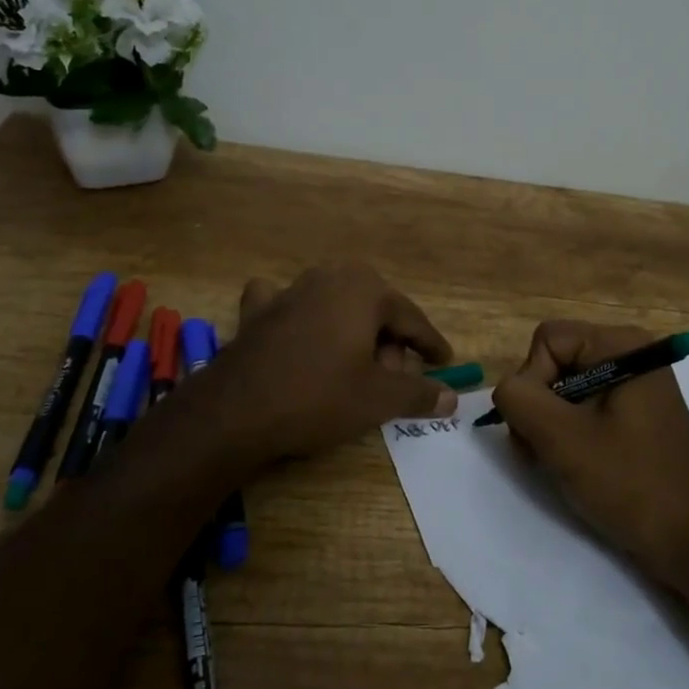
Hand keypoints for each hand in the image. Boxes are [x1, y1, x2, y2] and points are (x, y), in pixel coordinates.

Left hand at [179, 264, 457, 465]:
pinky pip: (289, 307)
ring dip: (351, 333)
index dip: (430, 344)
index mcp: (364, 289)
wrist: (236, 410)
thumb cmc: (319, 396)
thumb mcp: (379, 398)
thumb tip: (452, 398)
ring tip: (355, 369)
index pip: (411, 318)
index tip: (445, 362)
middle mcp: (328, 277)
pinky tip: (297, 332)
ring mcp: (289, 291)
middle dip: (389, 343)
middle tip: (394, 379)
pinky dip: (299, 317)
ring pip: (336, 307)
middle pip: (374, 310)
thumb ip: (420, 393)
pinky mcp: (257, 312)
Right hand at [491, 321, 688, 590]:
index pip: (547, 340)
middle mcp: (631, 355)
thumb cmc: (631, 483)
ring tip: (557, 464)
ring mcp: (636, 387)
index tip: (541, 428)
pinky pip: (585, 409)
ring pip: (565, 389)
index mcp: (622, 346)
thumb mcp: (562, 438)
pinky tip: (576, 466)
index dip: (532, 381)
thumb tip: (505, 390)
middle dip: (538, 406)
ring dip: (549, 425)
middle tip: (541, 452)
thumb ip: (519, 399)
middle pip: (555, 362)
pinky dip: (569, 435)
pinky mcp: (636, 417)